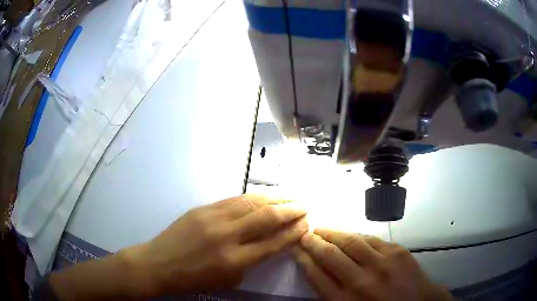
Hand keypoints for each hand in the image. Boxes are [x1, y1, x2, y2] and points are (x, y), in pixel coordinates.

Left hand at [127, 194, 308, 296]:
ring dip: (275, 198)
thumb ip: (251, 261)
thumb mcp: (228, 280)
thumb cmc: (194, 279)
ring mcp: (213, 218)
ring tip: (291, 196)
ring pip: (252, 202)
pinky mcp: (203, 208)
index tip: (306, 224)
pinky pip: (234, 199)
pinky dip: (254, 196)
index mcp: (234, 260)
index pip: (273, 242)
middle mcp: (227, 236)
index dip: (293, 232)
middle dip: (290, 210)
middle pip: (266, 217)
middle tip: (305, 206)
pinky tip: (265, 195)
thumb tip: (269, 243)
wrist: (159, 264)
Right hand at [293, 229, 452, 300]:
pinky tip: (350, 234)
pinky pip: (372, 239)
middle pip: (330, 256)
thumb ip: (333, 296)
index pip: (317, 276)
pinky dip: (357, 235)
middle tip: (306, 234)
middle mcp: (361, 282)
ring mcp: (382, 264)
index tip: (297, 249)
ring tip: (322, 228)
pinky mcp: (398, 252)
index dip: (304, 260)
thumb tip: (318, 274)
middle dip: (314, 242)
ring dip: (333, 233)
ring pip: (351, 242)